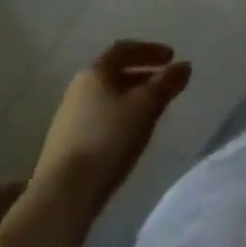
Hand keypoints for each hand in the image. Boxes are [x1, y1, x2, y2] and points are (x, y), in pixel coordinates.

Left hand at [31, 40, 190, 203]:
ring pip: (106, 99)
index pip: (124, 49)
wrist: (62, 197)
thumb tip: (184, 66)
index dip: (150, 50)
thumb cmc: (107, 139)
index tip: (171, 57)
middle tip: (164, 83)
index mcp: (95, 72)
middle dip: (142, 75)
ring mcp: (67, 120)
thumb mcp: (145, 106)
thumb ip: (166, 83)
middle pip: (114, 74)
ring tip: (151, 112)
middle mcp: (78, 89)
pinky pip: (98, 121)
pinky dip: (118, 119)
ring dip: (130, 99)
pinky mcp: (64, 147)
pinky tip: (129, 137)